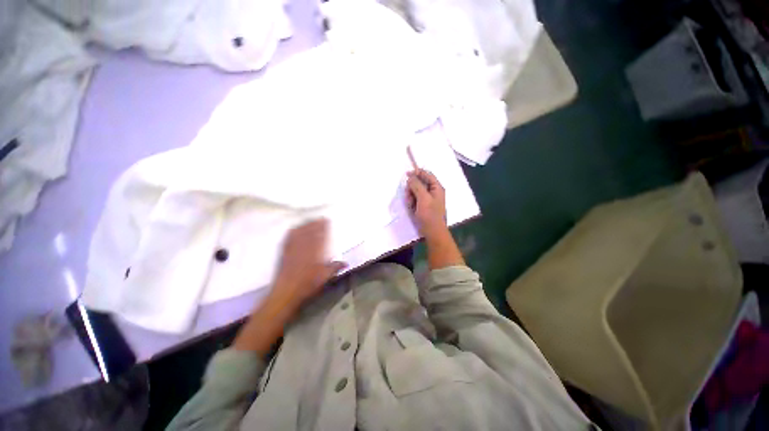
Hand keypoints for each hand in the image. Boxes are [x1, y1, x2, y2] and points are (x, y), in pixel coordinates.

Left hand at [234, 219, 344, 354]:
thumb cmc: (307, 286)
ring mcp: (292, 247)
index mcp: (315, 250)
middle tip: (320, 219)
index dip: (323, 226)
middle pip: (309, 229)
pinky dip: (294, 231)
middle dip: (315, 223)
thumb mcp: (324, 278)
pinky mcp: (283, 251)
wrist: (286, 291)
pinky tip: (295, 229)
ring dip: (305, 224)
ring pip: (299, 231)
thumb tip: (345, 262)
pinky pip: (289, 236)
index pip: (320, 234)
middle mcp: (303, 245)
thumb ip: (334, 268)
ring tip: (309, 221)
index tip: (327, 220)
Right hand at [406, 169, 447, 238]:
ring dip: (411, 195)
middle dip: (412, 187)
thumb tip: (411, 177)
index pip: (427, 174)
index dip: (417, 172)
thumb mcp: (423, 198)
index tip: (407, 174)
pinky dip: (412, 202)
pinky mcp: (424, 206)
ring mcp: (428, 199)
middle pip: (420, 182)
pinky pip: (415, 199)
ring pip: (416, 191)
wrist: (433, 232)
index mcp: (437, 187)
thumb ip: (417, 185)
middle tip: (409, 195)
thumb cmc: (430, 215)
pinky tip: (411, 208)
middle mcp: (433, 191)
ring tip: (410, 204)